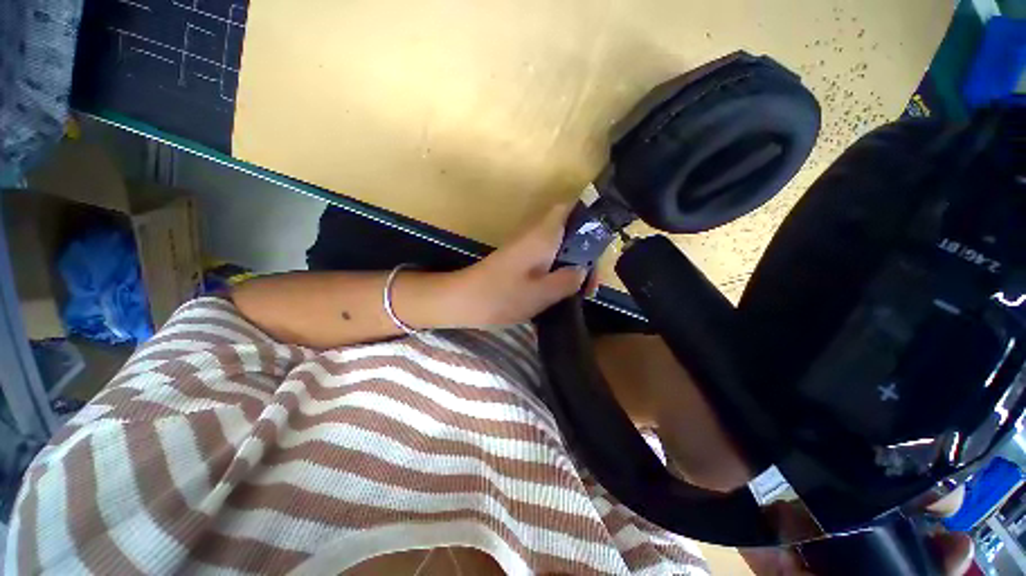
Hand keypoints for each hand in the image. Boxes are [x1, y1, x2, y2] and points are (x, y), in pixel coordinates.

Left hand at [452, 204, 596, 325]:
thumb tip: (582, 271)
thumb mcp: (540, 294)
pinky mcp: (520, 260)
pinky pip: (547, 258)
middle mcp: (535, 235)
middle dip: (586, 252)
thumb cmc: (501, 296)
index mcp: (543, 235)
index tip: (604, 237)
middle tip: (593, 280)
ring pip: (559, 246)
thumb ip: (567, 281)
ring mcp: (526, 247)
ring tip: (583, 290)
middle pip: (569, 230)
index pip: (569, 207)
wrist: (463, 300)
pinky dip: (559, 271)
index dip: (589, 213)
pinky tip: (563, 291)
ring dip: (573, 264)